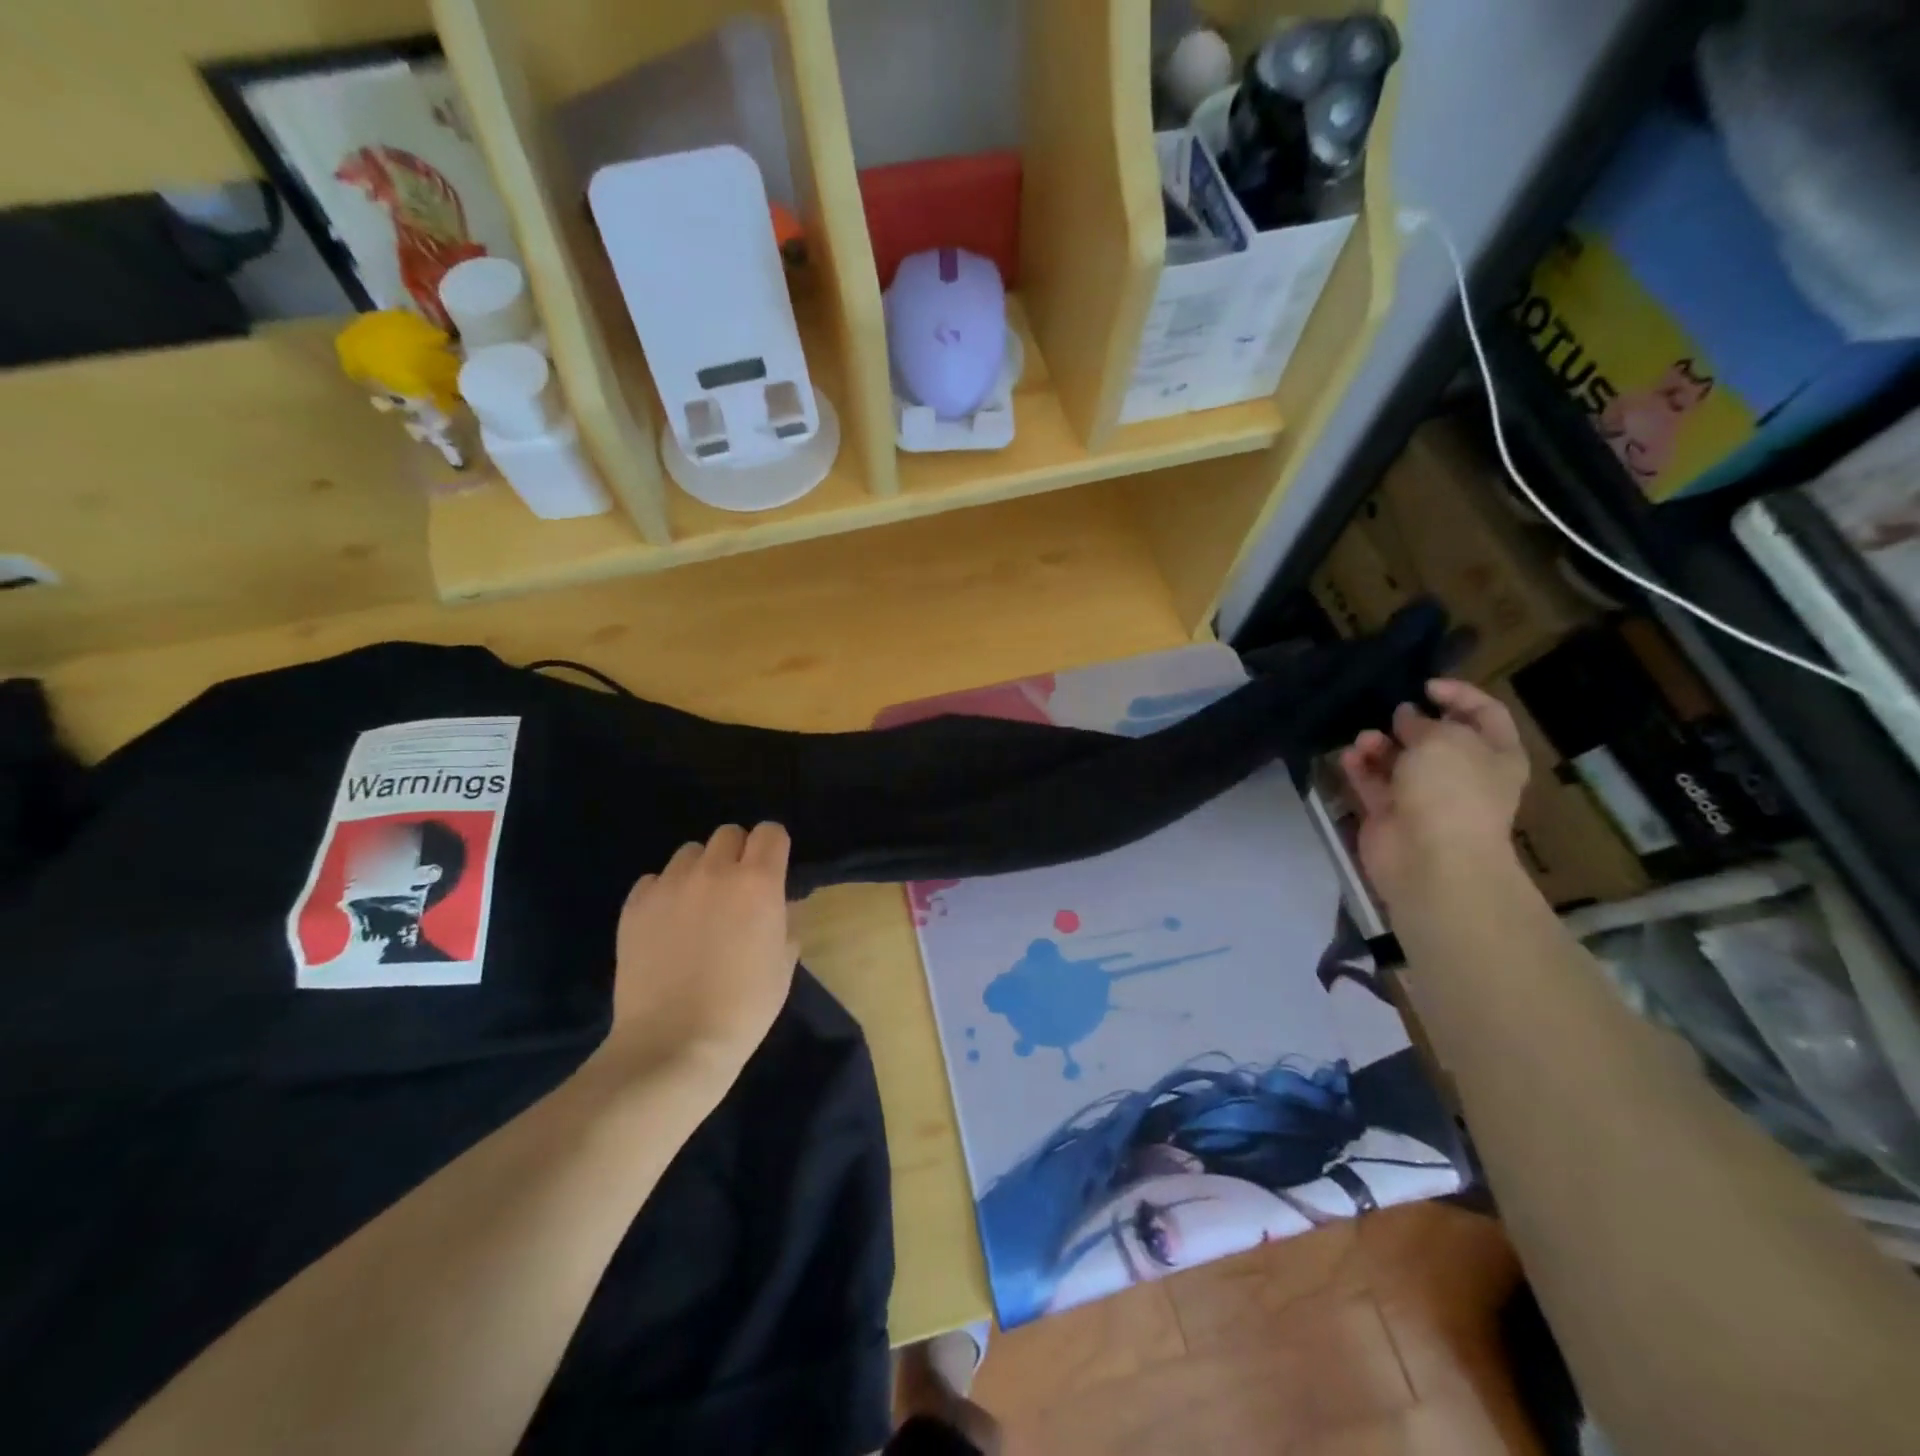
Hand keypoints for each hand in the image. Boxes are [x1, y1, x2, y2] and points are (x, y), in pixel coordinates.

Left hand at [600, 823, 798, 1079]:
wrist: (673, 1044)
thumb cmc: (743, 1007)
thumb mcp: (783, 965)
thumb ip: (787, 922)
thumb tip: (782, 904)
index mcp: (758, 882)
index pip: (770, 832)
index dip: (773, 847)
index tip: (773, 870)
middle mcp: (714, 872)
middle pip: (728, 834)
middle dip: (737, 854)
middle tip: (736, 891)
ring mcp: (669, 885)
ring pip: (689, 853)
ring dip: (700, 870)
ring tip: (698, 906)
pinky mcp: (635, 906)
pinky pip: (654, 880)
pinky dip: (665, 893)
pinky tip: (667, 925)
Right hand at [1339, 679, 1529, 907]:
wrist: (1430, 859)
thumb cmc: (1451, 791)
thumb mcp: (1443, 740)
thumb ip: (1422, 723)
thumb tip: (1406, 717)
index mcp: (1495, 755)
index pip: (1484, 713)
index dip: (1459, 694)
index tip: (1425, 685)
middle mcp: (1462, 774)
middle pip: (1435, 738)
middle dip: (1409, 723)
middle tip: (1390, 715)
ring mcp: (1424, 796)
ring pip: (1398, 760)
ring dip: (1378, 744)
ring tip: (1364, 741)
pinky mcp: (1389, 813)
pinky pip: (1372, 782)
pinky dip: (1359, 768)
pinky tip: (1349, 757)